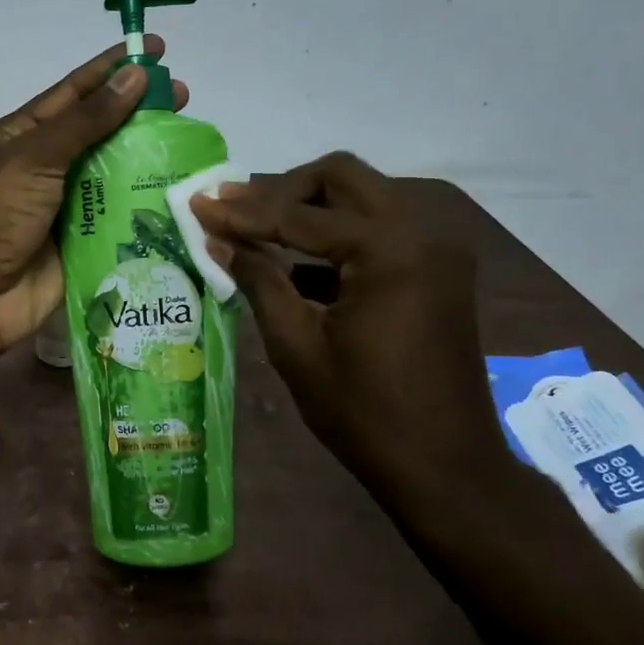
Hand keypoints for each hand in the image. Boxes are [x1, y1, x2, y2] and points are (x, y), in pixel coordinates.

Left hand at [0, 36, 188, 361]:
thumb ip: (86, 120)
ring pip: (115, 175)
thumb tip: (134, 75)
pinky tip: (181, 196)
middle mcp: (46, 166)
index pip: (75, 91)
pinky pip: (120, 219)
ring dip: (150, 160)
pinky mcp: (83, 244)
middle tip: (185, 98)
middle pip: (101, 132)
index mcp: (23, 135)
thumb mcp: (34, 157)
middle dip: (140, 113)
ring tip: (191, 143)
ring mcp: (66, 207)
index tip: (155, 49)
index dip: (113, 68)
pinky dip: (147, 207)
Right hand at [191, 153, 506, 494]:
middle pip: (343, 178)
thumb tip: (218, 238)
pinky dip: (337, 238)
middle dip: (283, 190)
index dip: (243, 212)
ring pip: (364, 199)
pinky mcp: (439, 271)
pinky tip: (296, 265)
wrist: (444, 466)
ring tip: (256, 230)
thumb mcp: (297, 346)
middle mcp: (422, 232)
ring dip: (310, 209)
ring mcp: (437, 250)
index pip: (300, 216)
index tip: (199, 203)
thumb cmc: (363, 412)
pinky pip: (381, 232)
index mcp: (389, 250)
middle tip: (234, 208)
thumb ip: (258, 280)